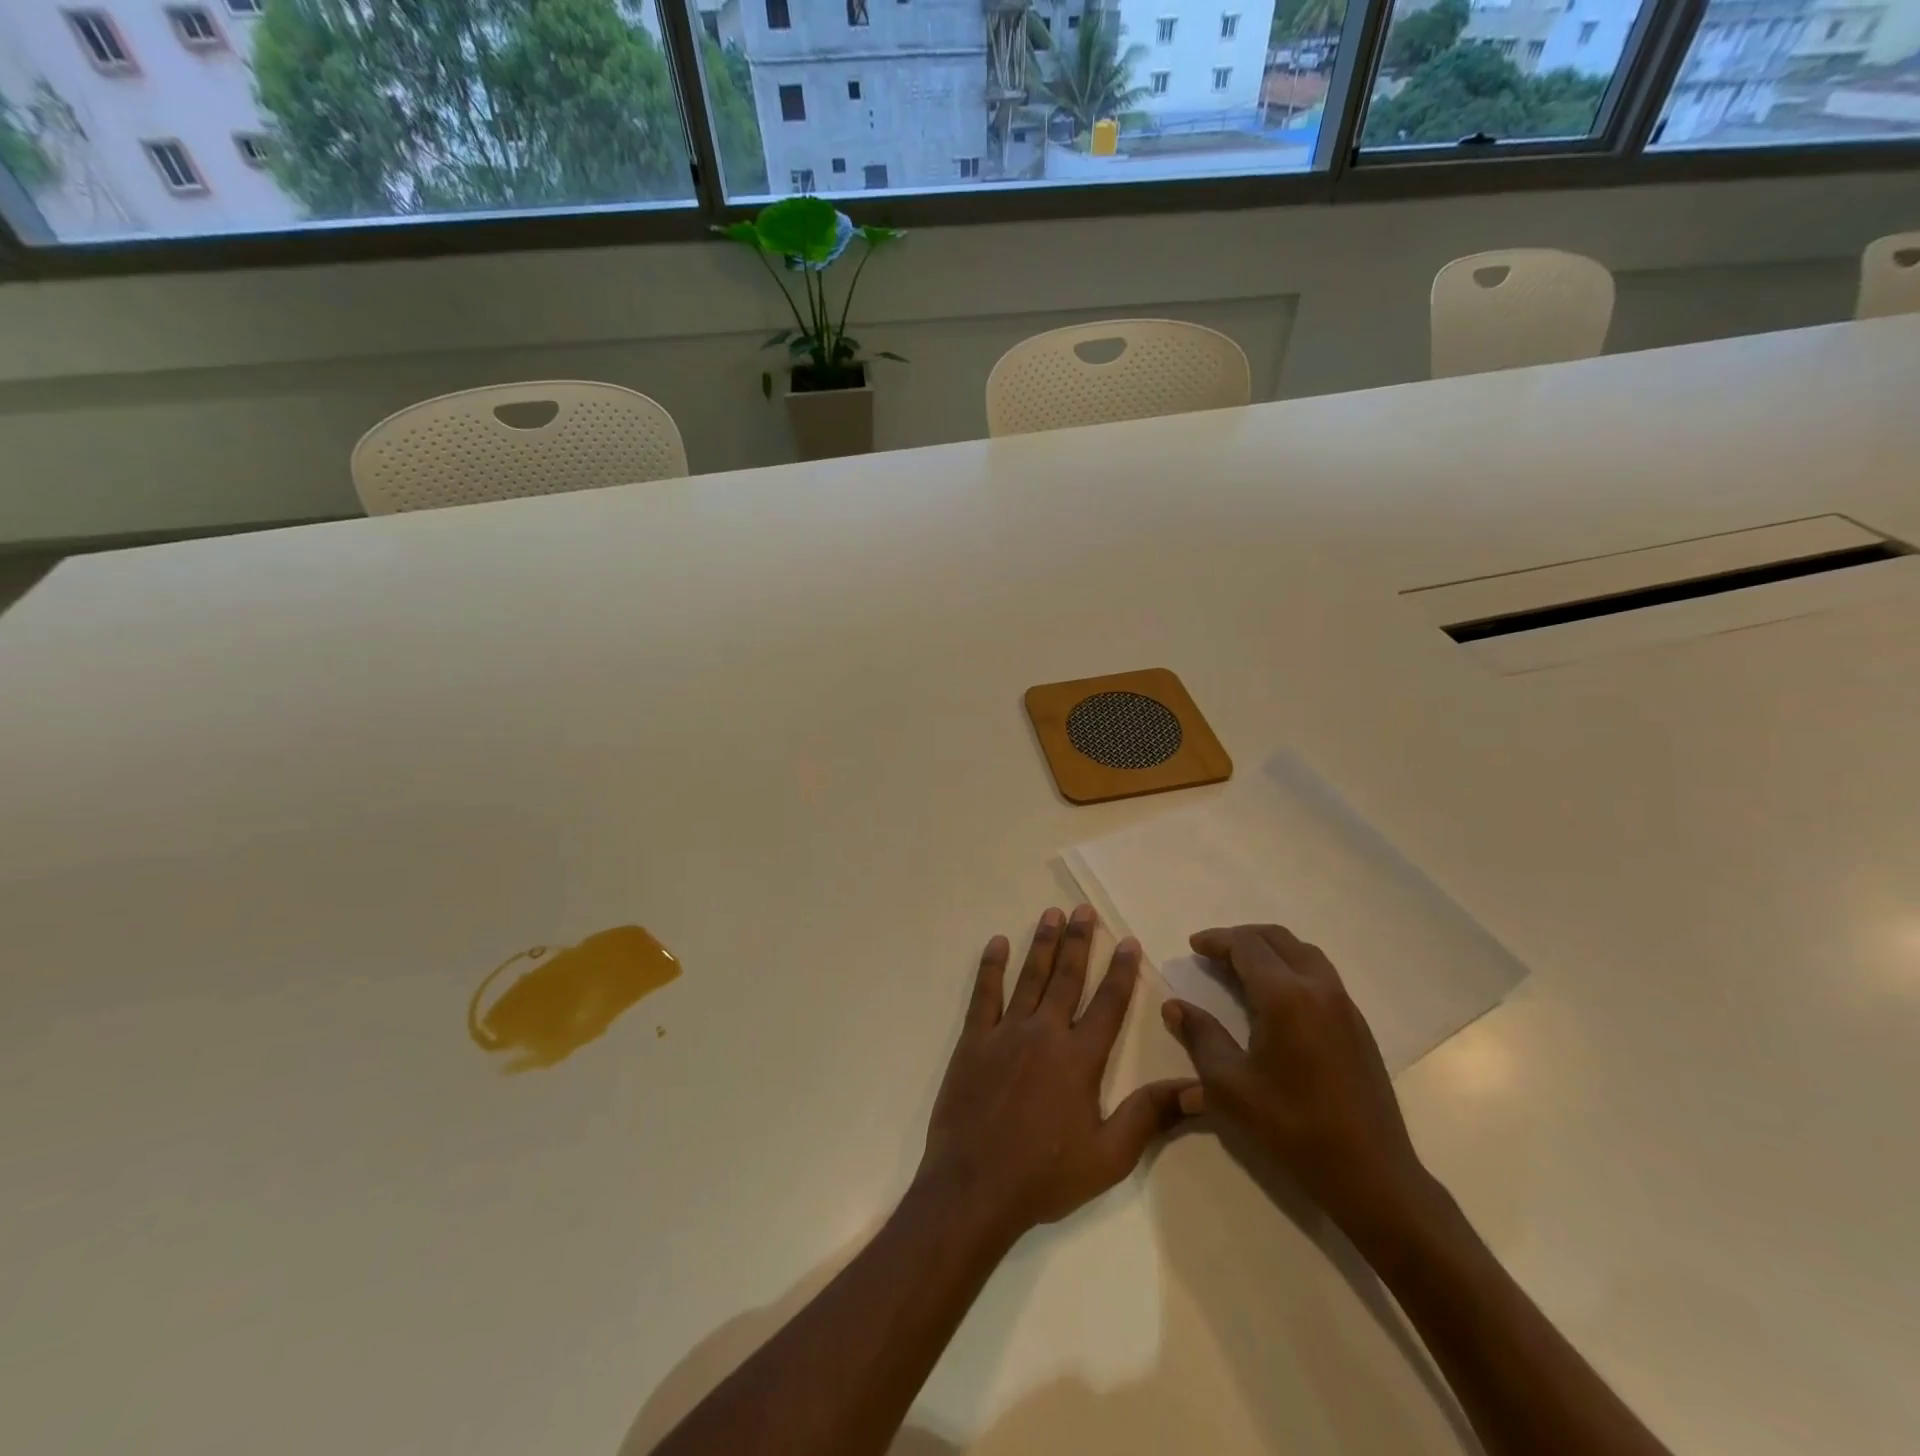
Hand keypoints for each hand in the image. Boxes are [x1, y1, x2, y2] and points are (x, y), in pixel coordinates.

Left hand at [916, 905, 1199, 1246]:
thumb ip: (1149, 1115)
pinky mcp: (973, 1041)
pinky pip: (984, 994)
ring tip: (1051, 913)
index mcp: (1079, 1058)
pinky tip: (997, 942)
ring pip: (1029, 977)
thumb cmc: (1045, 1175)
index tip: (1128, 941)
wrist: (974, 1187)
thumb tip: (1198, 1087)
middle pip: (1067, 977)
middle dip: (1078, 941)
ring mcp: (1005, 1033)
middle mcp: (1045, 1033)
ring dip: (1042, 943)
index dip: (1121, 971)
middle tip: (1084, 909)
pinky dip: (990, 967)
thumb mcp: (1109, 1156)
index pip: (1108, 1004)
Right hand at [1162, 924, 1436, 1248]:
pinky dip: (1291, 966)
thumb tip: (1175, 1007)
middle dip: (1242, 938)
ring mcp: (1344, 1005)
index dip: (1217, 940)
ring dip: (1269, 949)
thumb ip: (1201, 1037)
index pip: (1246, 946)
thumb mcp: (1230, 1085)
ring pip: (1303, 953)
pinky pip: (1320, 974)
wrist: (1371, 1174)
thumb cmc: (1292, 1127)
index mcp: (1285, 996)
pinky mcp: (1358, 1025)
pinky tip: (1276, 997)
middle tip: (1213, 952)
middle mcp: (1318, 988)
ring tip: (1242, 967)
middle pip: (1277, 939)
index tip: (1193, 946)